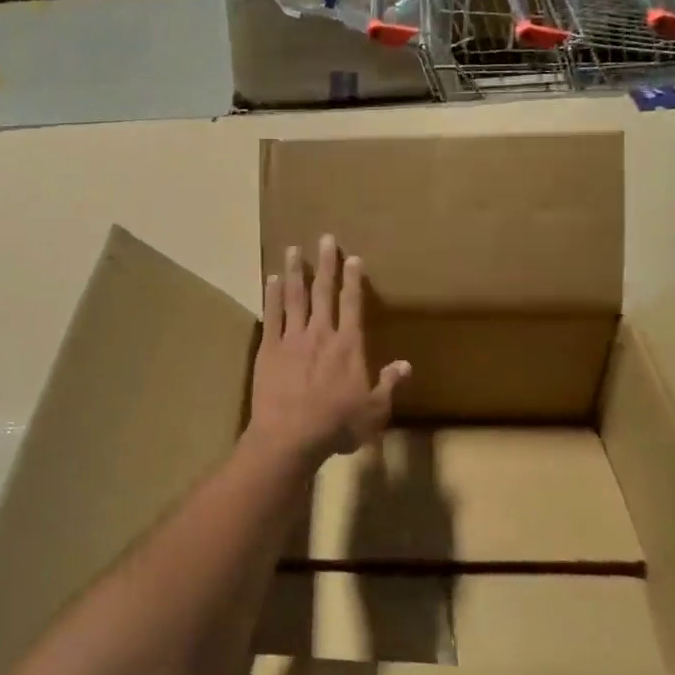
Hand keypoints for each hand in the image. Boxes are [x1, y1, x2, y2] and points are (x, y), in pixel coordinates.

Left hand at [246, 235, 409, 466]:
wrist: (290, 436)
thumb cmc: (336, 425)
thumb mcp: (374, 411)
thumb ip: (388, 384)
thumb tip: (406, 364)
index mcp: (348, 346)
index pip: (352, 304)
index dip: (353, 279)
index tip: (352, 257)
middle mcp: (321, 333)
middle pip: (323, 292)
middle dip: (325, 264)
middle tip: (324, 239)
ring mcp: (292, 338)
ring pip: (294, 296)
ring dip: (294, 271)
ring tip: (293, 249)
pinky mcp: (269, 348)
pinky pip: (271, 315)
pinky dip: (271, 295)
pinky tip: (271, 279)